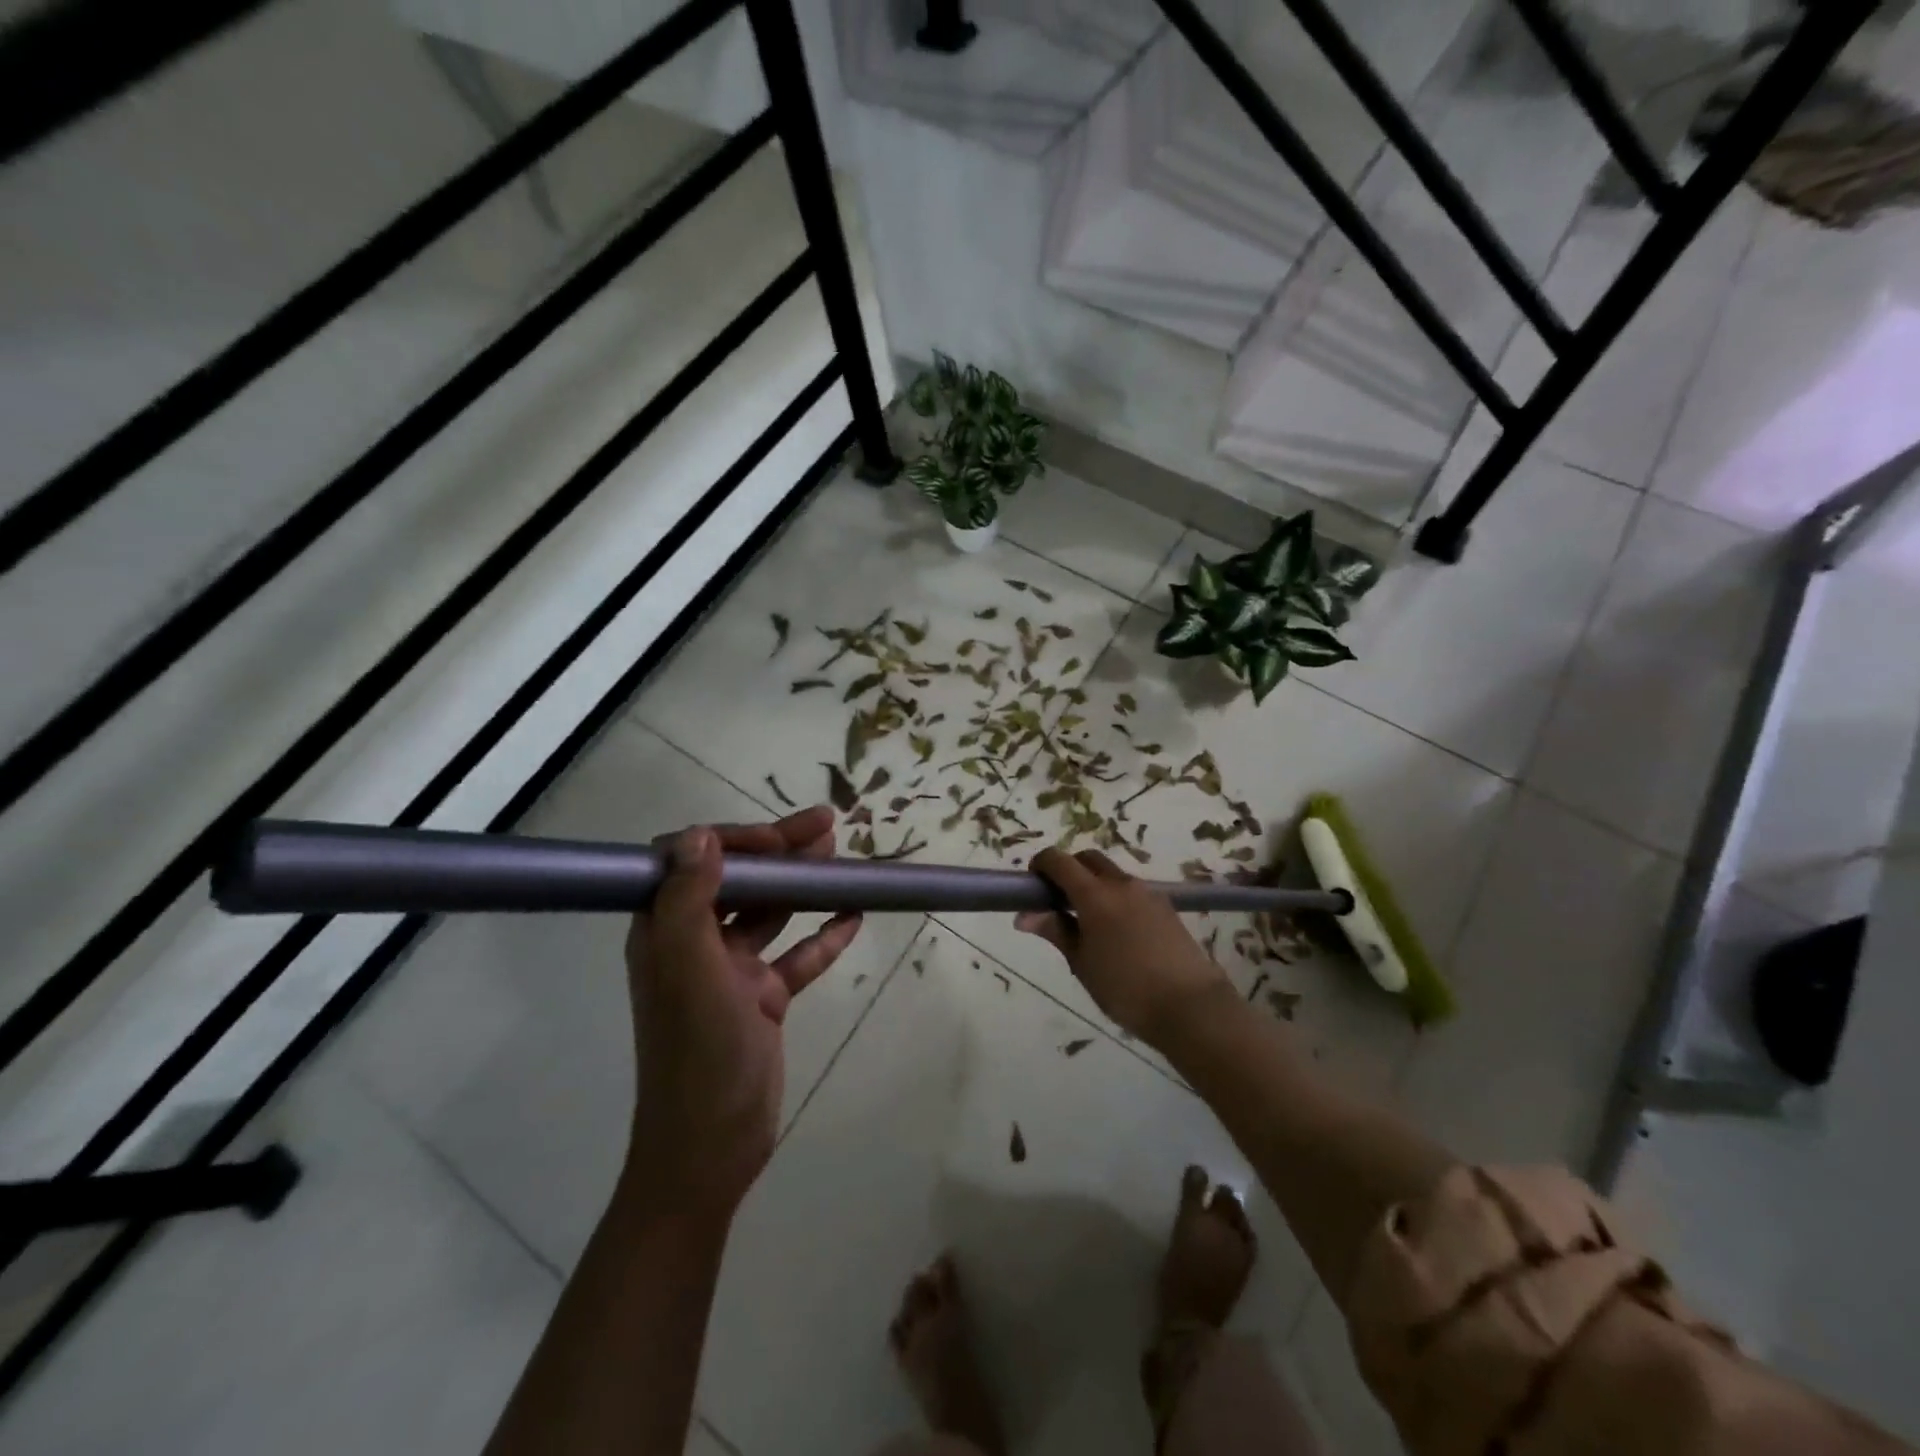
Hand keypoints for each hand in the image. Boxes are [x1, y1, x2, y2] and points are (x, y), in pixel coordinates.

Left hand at [624, 807, 861, 1218]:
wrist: (711, 1150)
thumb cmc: (698, 1055)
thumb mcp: (691, 972)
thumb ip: (689, 901)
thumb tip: (697, 834)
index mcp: (666, 931)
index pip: (691, 861)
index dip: (732, 841)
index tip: (777, 841)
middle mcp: (694, 943)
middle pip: (738, 880)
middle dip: (780, 850)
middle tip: (828, 825)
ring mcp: (730, 971)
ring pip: (770, 912)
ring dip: (802, 885)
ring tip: (840, 858)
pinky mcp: (761, 999)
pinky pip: (796, 956)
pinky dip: (822, 936)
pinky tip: (852, 916)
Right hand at [1017, 847, 1233, 1046]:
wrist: (1190, 1005)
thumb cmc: (1125, 988)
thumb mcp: (1082, 963)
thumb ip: (1055, 931)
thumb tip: (1024, 915)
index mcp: (1095, 894)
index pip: (1060, 861)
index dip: (1042, 864)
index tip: (1032, 882)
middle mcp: (1121, 884)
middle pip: (1088, 859)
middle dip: (1069, 868)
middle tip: (1057, 899)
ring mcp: (1147, 893)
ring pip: (1112, 874)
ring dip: (1094, 883)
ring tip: (1087, 921)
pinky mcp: (1165, 907)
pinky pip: (1132, 890)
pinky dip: (1115, 897)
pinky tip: (1116, 931)